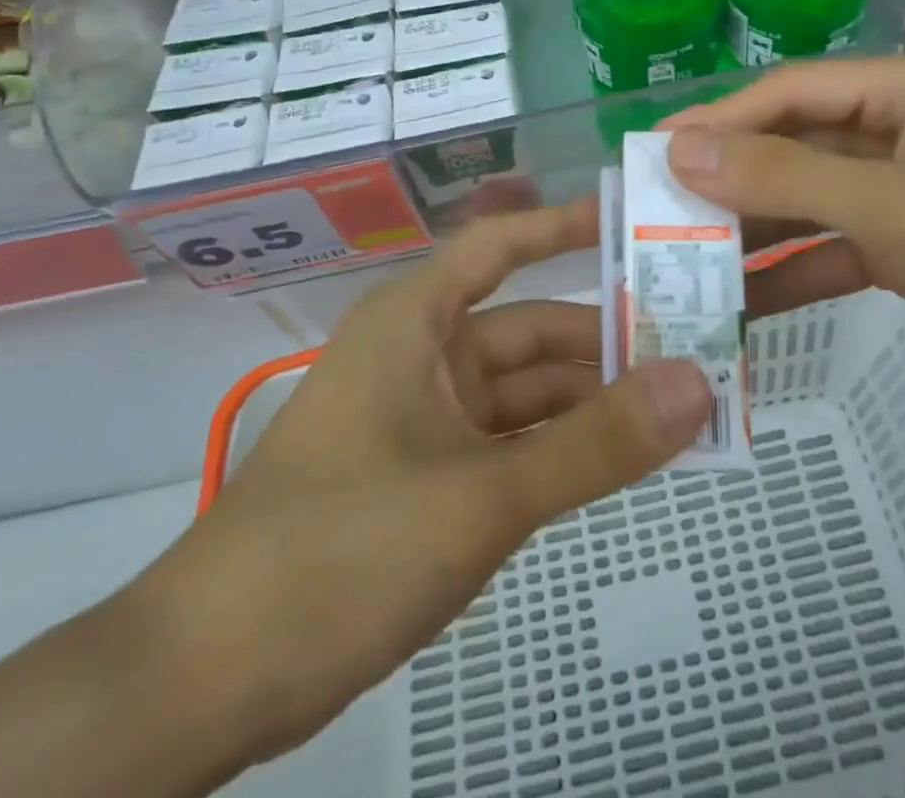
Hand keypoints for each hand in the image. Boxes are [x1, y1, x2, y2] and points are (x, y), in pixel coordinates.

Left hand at [124, 203, 711, 772]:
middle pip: (532, 329)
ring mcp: (428, 418)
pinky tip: (625, 458)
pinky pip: (515, 442)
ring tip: (682, 405)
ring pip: (529, 393)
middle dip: (610, 340)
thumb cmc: (338, 551)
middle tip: (698, 344)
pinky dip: (565, 448)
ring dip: (596, 401)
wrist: (206, 683)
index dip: (566, 225)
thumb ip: (595, 445)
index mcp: (417, 320)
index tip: (637, 221)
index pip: (502, 244)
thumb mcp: (481, 496)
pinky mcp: (431, 476)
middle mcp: (425, 354)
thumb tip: (698, 384)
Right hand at [661, 55, 904, 415]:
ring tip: (682, 260)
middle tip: (654, 211)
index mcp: (904, 92)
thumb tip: (682, 149)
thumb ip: (785, 178)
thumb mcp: (894, 209)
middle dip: (728, 179)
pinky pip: (830, 248)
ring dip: (753, 230)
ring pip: (806, 200)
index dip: (718, 121)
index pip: (789, 93)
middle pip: (792, 145)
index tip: (651, 154)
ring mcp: (900, 191)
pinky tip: (738, 305)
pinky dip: (790, 273)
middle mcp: (896, 130)